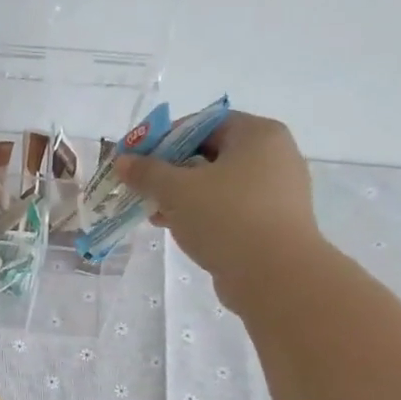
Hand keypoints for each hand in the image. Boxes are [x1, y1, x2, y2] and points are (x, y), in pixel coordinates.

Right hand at [116, 111, 322, 312]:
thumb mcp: (176, 190)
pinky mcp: (272, 223)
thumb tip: (123, 161)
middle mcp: (274, 156)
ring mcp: (276, 192)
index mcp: (258, 135)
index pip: (204, 123)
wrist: (275, 275)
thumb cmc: (226, 218)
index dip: (165, 138)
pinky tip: (177, 229)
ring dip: (182, 196)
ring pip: (218, 184)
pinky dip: (202, 214)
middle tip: (142, 188)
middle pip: (210, 154)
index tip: (137, 159)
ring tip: (154, 213)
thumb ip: (147, 172)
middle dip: (171, 171)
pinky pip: (230, 209)